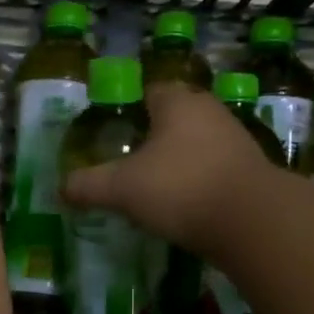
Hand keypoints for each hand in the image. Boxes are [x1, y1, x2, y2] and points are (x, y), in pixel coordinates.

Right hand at [63, 85, 276, 255]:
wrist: (253, 221)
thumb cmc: (180, 188)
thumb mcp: (122, 188)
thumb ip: (89, 185)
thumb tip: (60, 189)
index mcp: (178, 102)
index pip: (150, 91)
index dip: (130, 109)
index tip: (115, 132)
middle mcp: (210, 111)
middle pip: (175, 116)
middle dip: (155, 135)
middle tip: (131, 161)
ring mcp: (236, 139)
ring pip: (198, 142)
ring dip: (180, 159)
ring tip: (156, 186)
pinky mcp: (252, 170)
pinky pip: (216, 168)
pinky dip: (200, 180)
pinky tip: (186, 204)